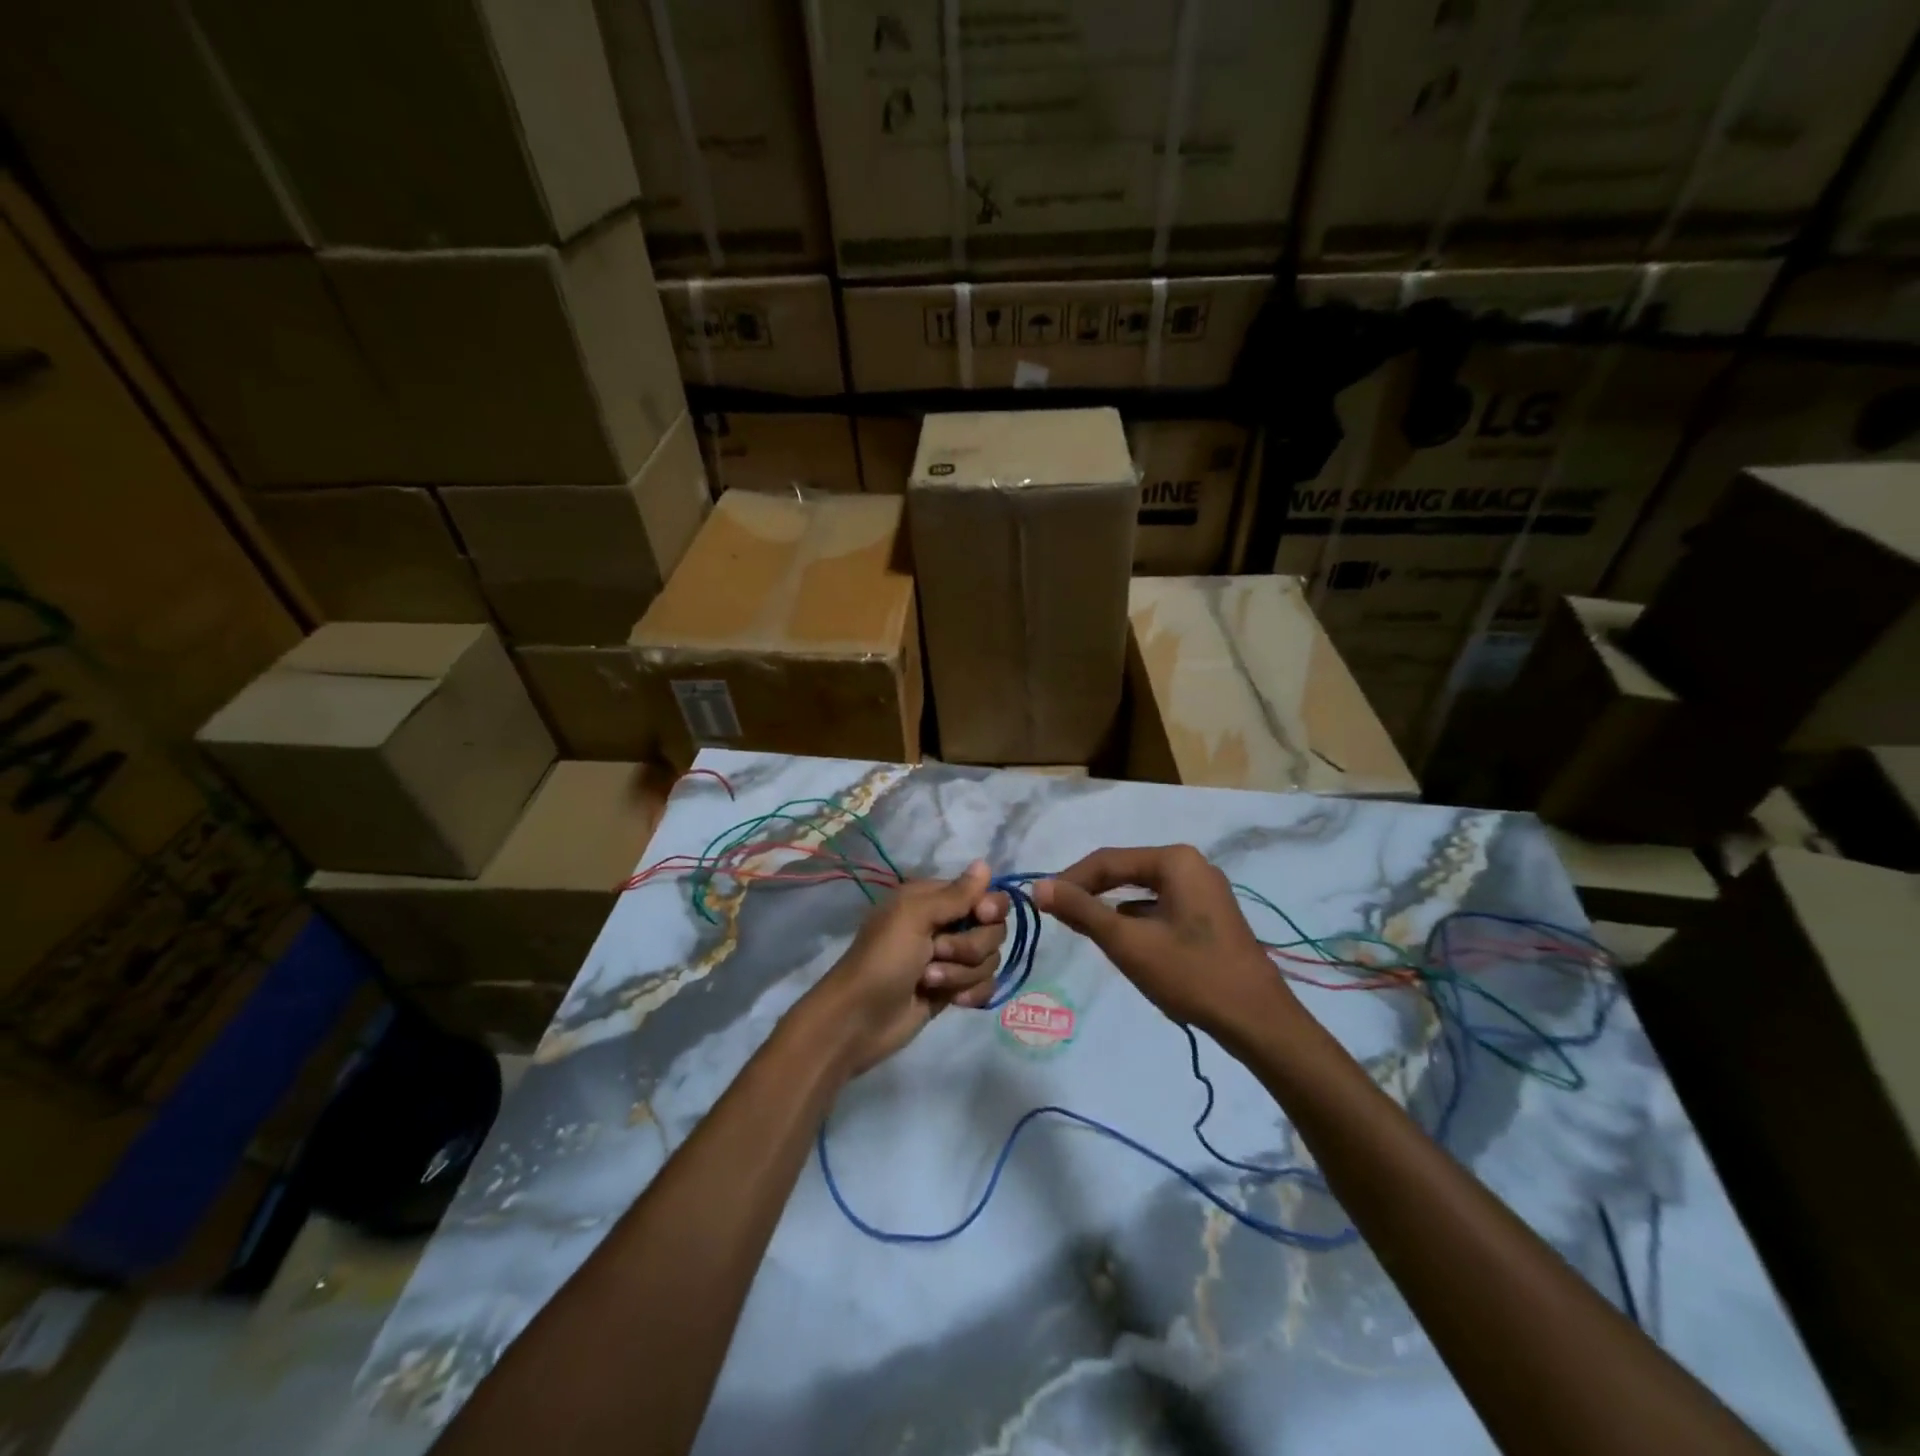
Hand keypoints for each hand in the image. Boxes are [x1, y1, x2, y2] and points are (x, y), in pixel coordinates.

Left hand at [806, 861, 1007, 1077]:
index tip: (982, 915)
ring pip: (989, 959)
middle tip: (937, 952)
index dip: (989, 906)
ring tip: (929, 981)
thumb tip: (985, 863)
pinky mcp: (953, 989)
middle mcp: (945, 924)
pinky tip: (953, 1001)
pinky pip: (985, 985)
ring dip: (961, 973)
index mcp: (933, 899)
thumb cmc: (883, 959)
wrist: (859, 1019)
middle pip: (993, 928)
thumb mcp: (914, 917)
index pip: (984, 894)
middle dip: (970, 946)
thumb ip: (955, 894)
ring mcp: (951, 959)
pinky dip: (971, 993)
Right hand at [1034, 846, 1296, 1039]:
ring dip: (1111, 907)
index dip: (1070, 880)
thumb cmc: (1191, 975)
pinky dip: (1136, 919)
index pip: (1107, 860)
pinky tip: (1124, 941)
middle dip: (1090, 892)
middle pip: (1125, 871)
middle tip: (1058, 915)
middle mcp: (1191, 865)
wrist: (1258, 1021)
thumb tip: (1038, 887)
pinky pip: (1160, 906)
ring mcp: (1204, 890)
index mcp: (1174, 860)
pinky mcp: (1209, 914)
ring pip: (1142, 890)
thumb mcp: (1128, 943)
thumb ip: (1082, 912)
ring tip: (1084, 929)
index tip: (1041, 903)